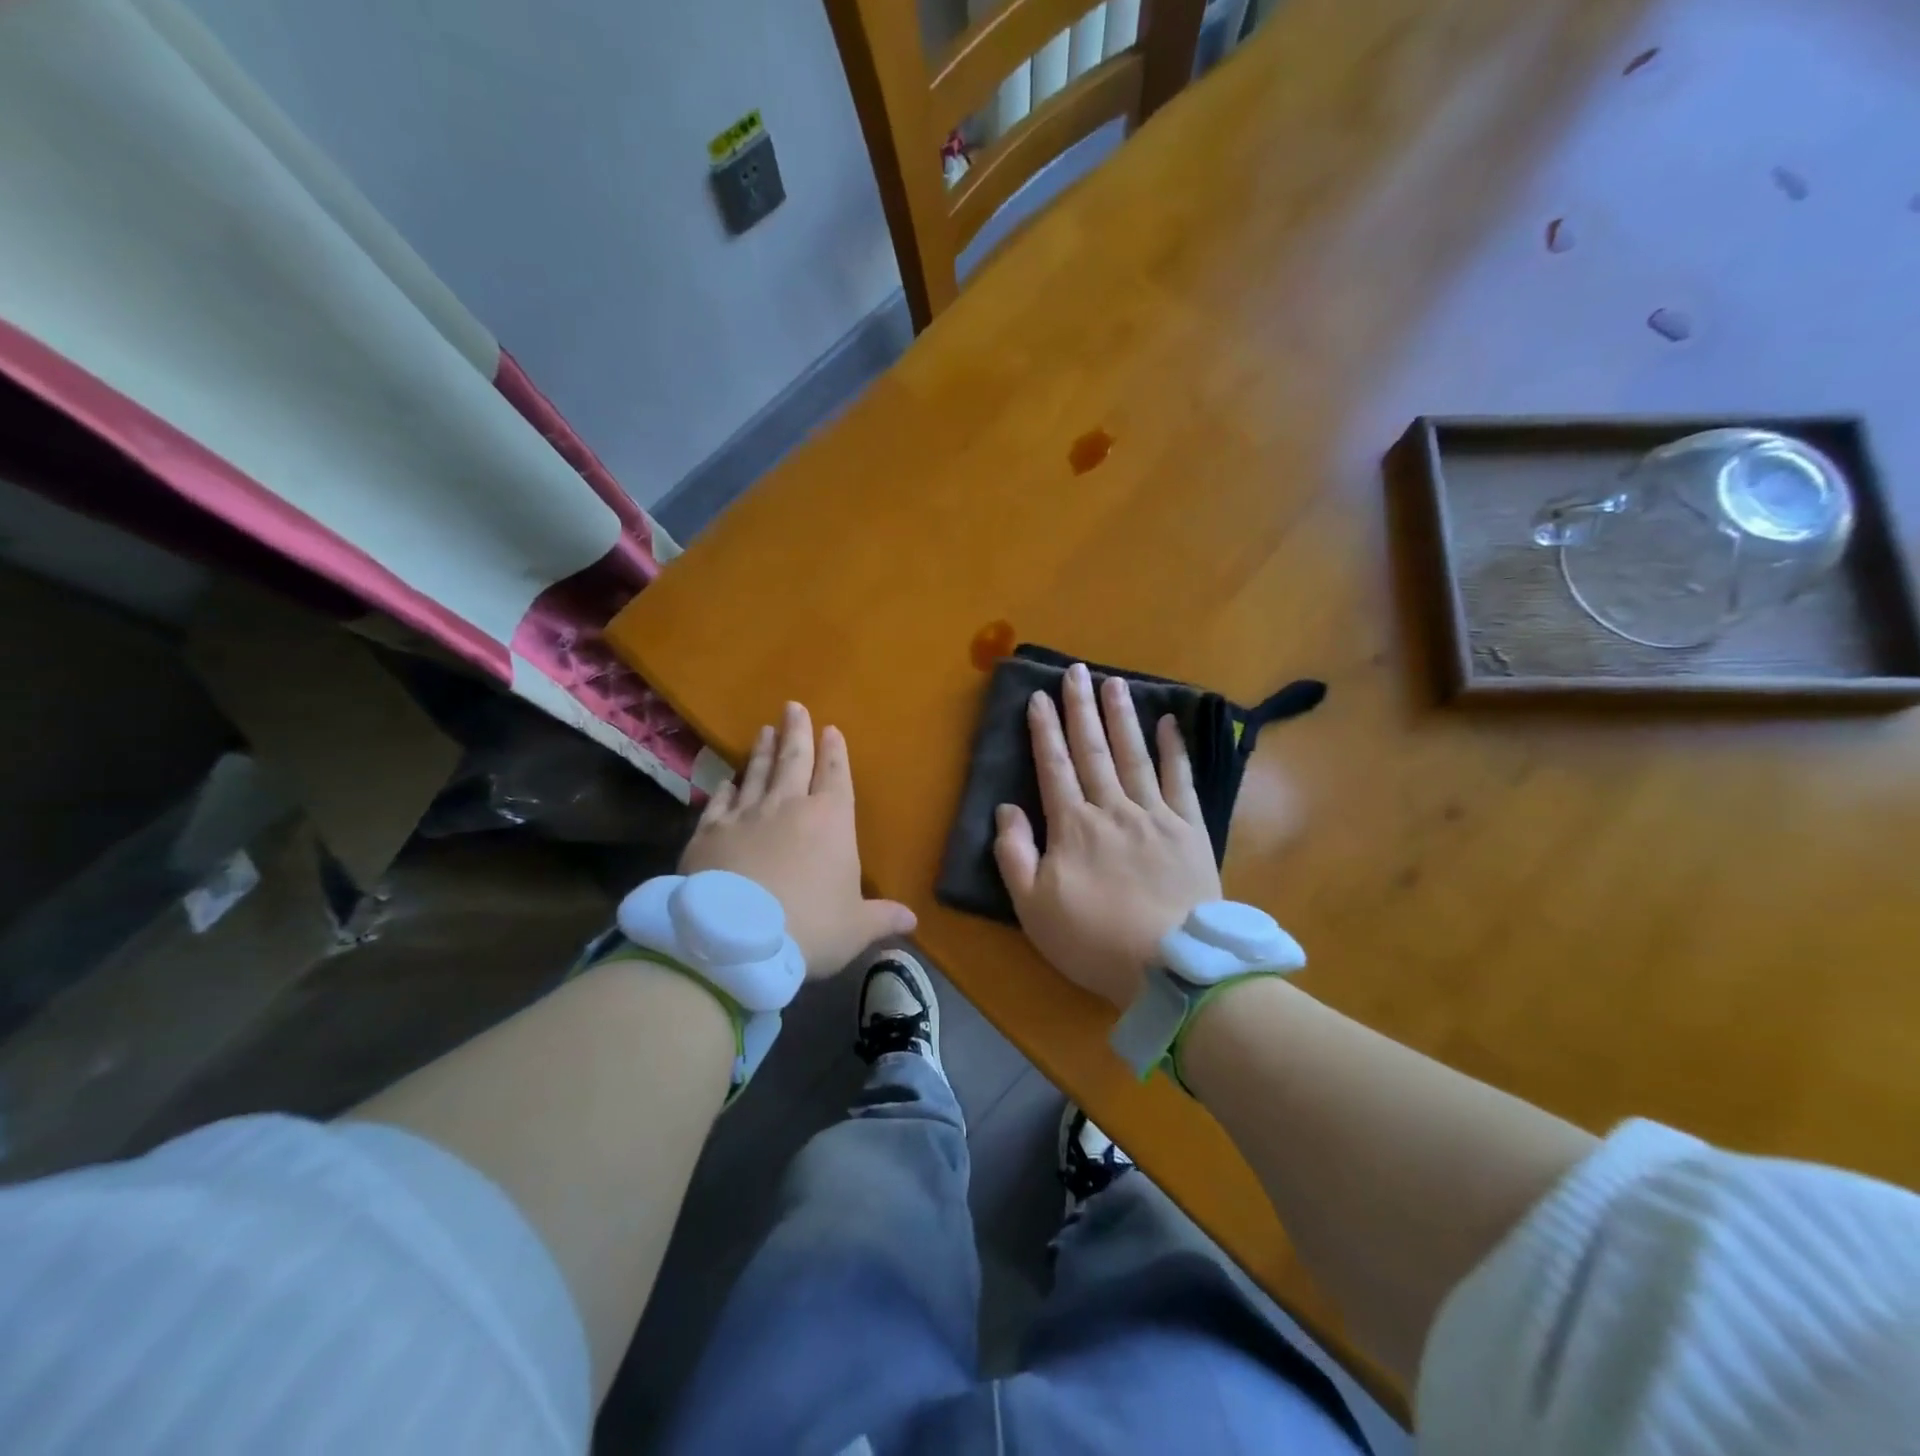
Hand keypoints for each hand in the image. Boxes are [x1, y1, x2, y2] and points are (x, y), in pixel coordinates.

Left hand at [681, 702, 915, 977]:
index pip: (836, 775)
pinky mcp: (709, 832)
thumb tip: (912, 920)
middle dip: (797, 732)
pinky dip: (725, 788)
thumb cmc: (809, 927)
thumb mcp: (855, 928)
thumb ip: (883, 918)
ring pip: (757, 773)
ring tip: (764, 731)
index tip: (831, 729)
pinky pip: (720, 801)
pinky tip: (727, 780)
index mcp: (831, 820)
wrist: (736, 939)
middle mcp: (789, 806)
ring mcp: (746, 815)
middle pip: (794, 760)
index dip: (835, 752)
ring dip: (762, 751)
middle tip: (792, 706)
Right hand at [993, 663, 1221, 1008]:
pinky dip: (1174, 750)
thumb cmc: (1093, 940)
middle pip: (1093, 750)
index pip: (1053, 766)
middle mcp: (1112, 808)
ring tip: (1113, 682)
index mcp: (1072, 826)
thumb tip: (1006, 809)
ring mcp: (1154, 815)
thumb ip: (1014, 854)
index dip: (1044, 730)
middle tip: (1076, 671)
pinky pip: (1180, 780)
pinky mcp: (1189, 829)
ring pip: (1133, 755)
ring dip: (1121, 717)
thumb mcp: (1033, 907)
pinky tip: (1169, 723)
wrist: (1171, 966)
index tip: (1038, 697)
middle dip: (1081, 708)